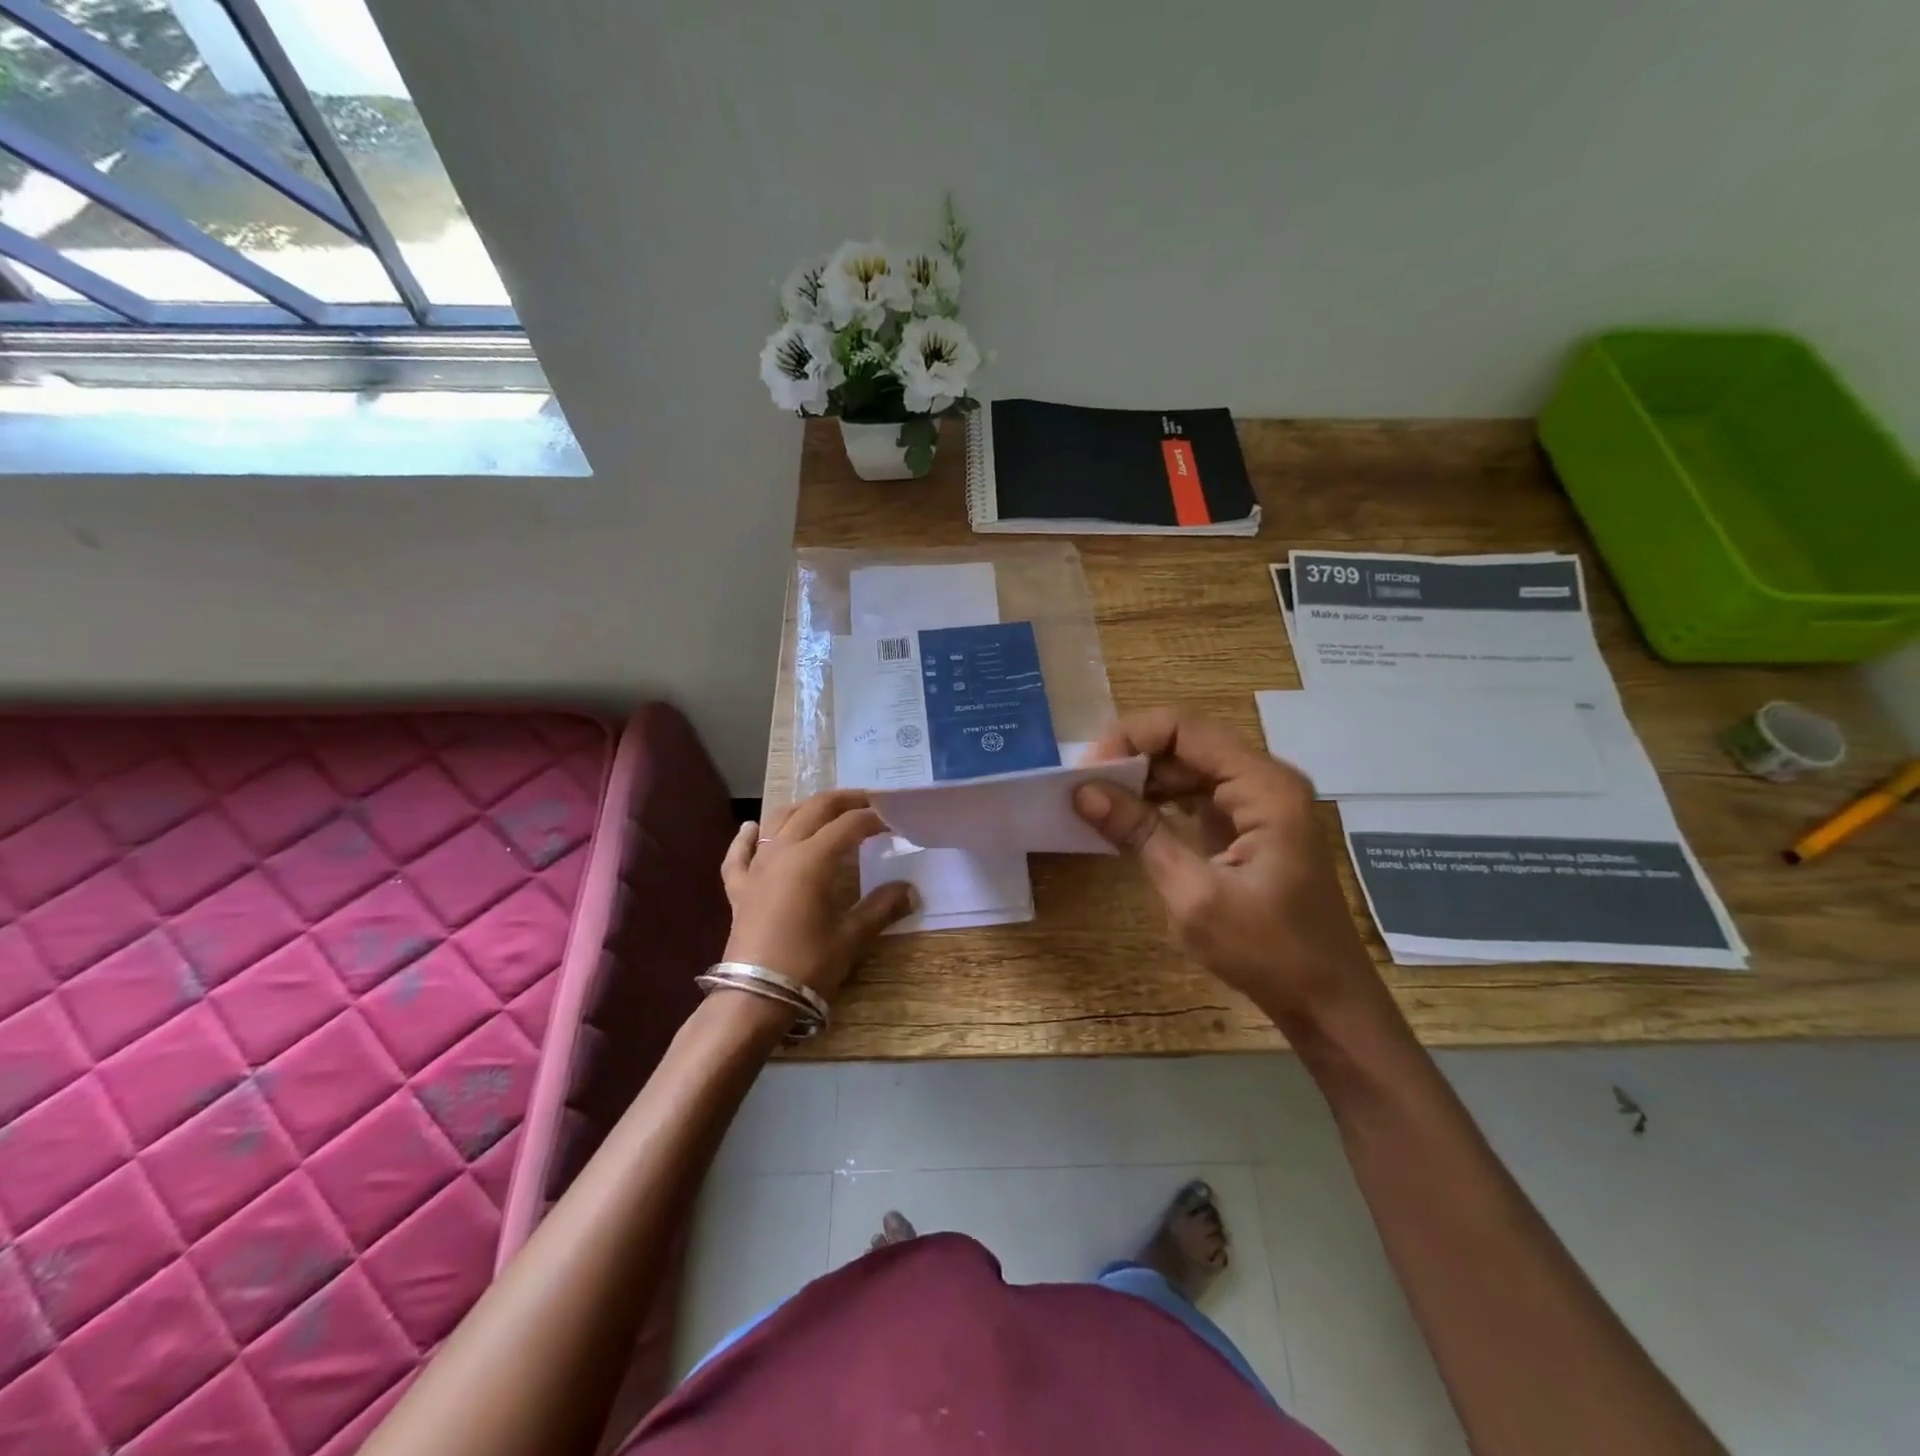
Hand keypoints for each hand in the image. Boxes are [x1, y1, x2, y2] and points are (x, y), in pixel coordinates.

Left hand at [720, 790, 913, 1001]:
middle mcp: (782, 852)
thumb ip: (881, 907)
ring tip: (824, 808)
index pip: (848, 825)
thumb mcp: (851, 936)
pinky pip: (739, 854)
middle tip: (869, 801)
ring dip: (803, 808)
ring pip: (778, 821)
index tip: (895, 820)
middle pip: (814, 810)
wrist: (754, 998)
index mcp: (812, 858)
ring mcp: (756, 868)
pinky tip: (752, 828)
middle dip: (844, 801)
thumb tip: (910, 890)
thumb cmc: (808, 964)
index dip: (874, 818)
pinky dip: (747, 837)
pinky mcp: (738, 889)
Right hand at [1074, 708, 1385, 1030]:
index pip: (1185, 729)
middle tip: (1083, 785)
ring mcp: (1260, 801)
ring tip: (1097, 799)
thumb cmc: (1267, 951)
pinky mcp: (1250, 823)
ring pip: (1189, 766)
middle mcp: (1265, 779)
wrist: (1325, 1000)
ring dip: (1143, 778)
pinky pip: (1198, 793)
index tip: (1087, 770)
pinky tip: (1128, 816)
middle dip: (1132, 757)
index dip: (1130, 738)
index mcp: (1264, 786)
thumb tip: (1083, 792)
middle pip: (1187, 741)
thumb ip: (1140, 833)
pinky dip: (1161, 799)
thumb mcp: (1193, 894)